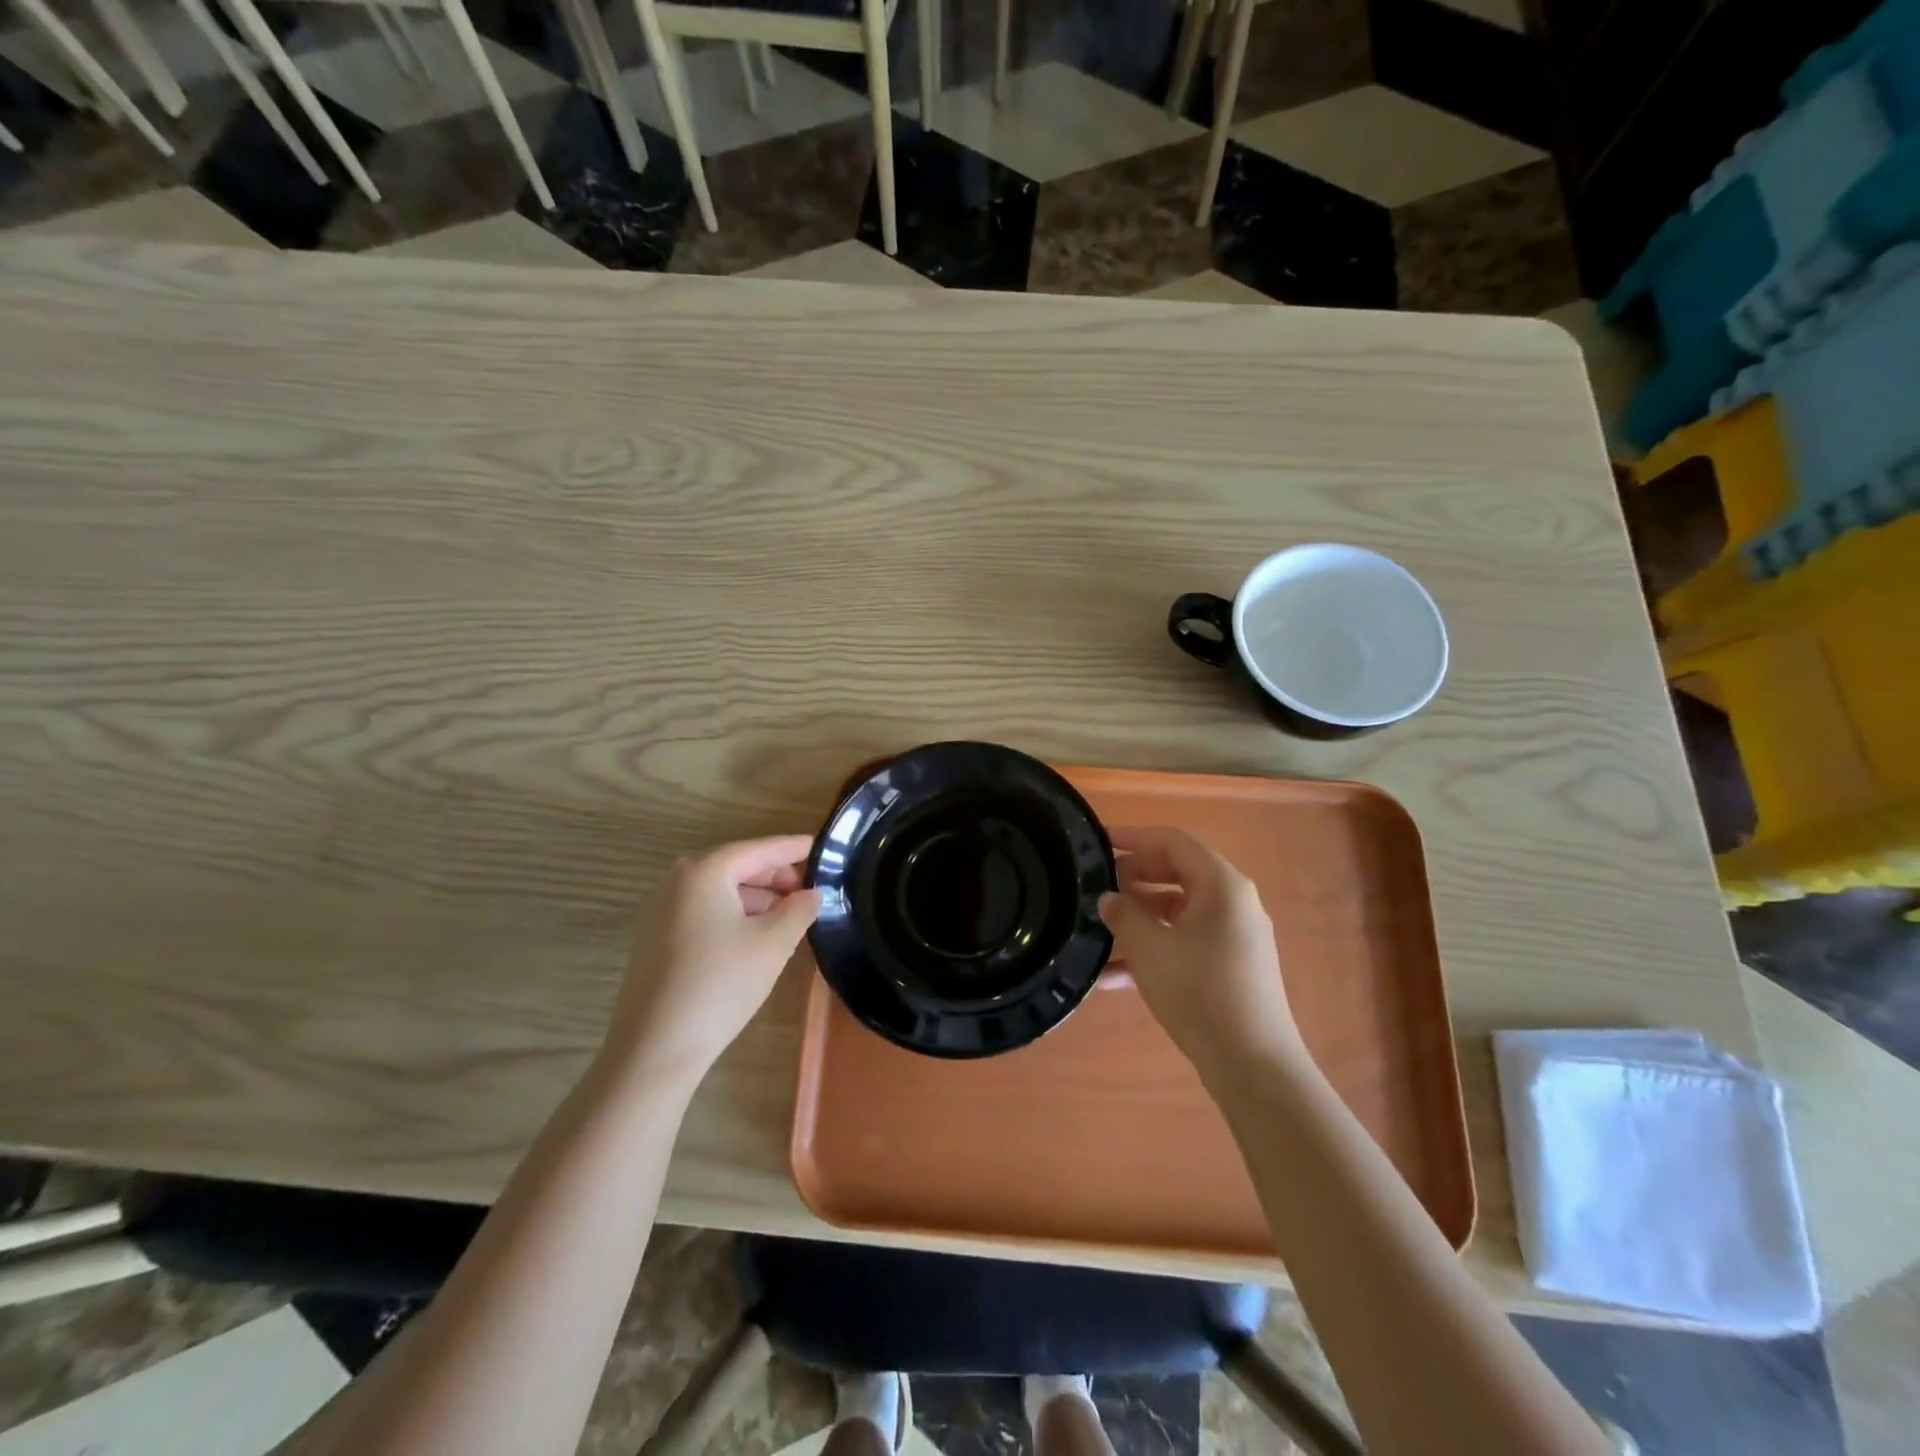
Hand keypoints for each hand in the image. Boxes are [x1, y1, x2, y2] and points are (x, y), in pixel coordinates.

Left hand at [606, 835, 820, 1089]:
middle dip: (774, 875)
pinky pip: (702, 911)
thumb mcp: (773, 944)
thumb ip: (799, 910)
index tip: (822, 846)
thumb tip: (813, 893)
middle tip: (809, 888)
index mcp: (704, 871)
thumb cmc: (720, 984)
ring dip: (755, 897)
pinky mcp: (653, 939)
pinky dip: (732, 914)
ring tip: (788, 915)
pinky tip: (755, 935)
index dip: (793, 848)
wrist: (655, 1048)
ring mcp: (659, 910)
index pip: (758, 849)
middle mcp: (676, 881)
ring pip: (718, 891)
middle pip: (735, 866)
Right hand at [1099, 826, 1303, 1077]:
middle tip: (1094, 887)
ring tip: (1097, 932)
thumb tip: (1108, 899)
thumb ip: (1123, 915)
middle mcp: (1232, 903)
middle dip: (1132, 879)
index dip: (1134, 837)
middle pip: (1176, 873)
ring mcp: (1233, 936)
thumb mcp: (1150, 949)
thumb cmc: (1200, 992)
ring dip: (1138, 919)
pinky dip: (1153, 950)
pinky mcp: (1228, 967)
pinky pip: (1184, 943)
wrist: (1253, 1066)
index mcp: (1221, 885)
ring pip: (1177, 912)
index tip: (1098, 843)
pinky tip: (1113, 977)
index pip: (1173, 841)